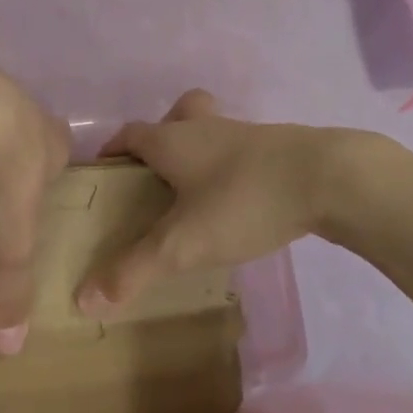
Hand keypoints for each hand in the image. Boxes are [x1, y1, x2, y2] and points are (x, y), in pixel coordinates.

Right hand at [78, 91, 336, 312]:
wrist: (329, 178)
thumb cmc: (243, 201)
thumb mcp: (183, 244)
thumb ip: (133, 270)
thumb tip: (84, 299)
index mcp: (174, 140)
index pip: (130, 134)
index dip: (113, 149)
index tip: (104, 172)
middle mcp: (207, 128)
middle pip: (178, 114)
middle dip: (163, 134)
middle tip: (157, 173)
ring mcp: (247, 134)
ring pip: (214, 130)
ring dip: (201, 150)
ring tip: (197, 193)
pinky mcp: (280, 148)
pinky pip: (244, 150)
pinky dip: (233, 167)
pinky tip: (240, 201)